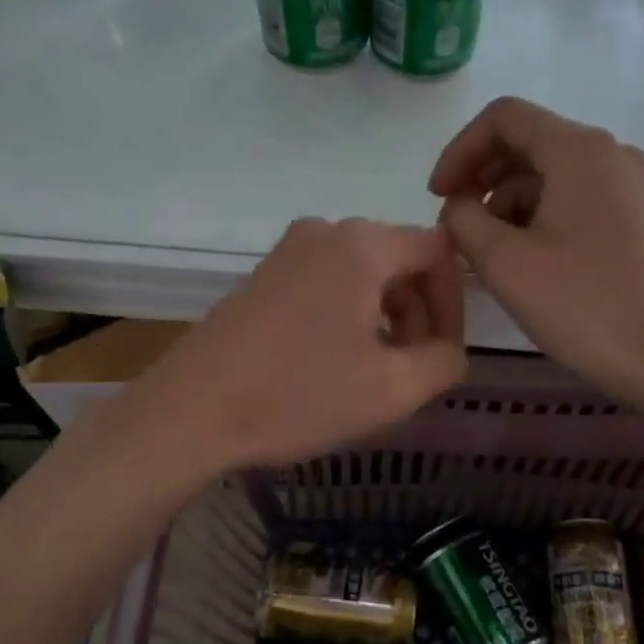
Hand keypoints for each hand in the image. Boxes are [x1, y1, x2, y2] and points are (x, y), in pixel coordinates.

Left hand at [126, 218, 466, 471]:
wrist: (190, 412)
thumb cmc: (297, 396)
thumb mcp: (392, 389)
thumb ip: (445, 360)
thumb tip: (447, 347)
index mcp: (362, 245)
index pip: (438, 251)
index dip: (453, 302)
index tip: (444, 352)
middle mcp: (325, 231)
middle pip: (400, 259)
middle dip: (418, 311)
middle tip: (412, 367)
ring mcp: (287, 251)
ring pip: (363, 273)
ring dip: (385, 316)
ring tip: (376, 370)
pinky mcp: (263, 276)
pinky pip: (327, 282)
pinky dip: (348, 314)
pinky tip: (334, 361)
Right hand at [430, 96, 643, 404]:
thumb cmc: (580, 304)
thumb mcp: (503, 262)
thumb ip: (463, 219)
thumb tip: (459, 207)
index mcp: (578, 149)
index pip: (503, 118)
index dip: (459, 151)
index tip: (437, 197)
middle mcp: (611, 153)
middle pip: (530, 142)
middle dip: (483, 179)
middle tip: (458, 226)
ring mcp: (632, 185)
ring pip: (553, 174)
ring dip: (510, 203)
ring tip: (490, 252)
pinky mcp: (640, 217)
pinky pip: (578, 198)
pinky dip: (541, 216)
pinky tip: (528, 260)